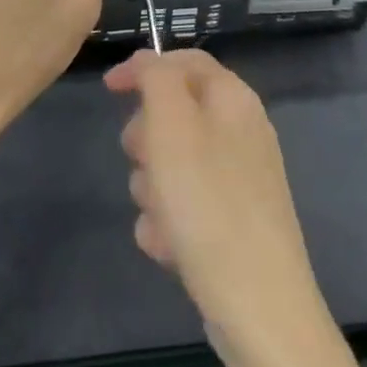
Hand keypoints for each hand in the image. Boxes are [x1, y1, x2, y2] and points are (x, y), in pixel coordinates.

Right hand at [106, 50, 331, 366]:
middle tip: (146, 164)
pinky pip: (181, 207)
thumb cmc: (209, 205)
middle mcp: (240, 131)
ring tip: (164, 218)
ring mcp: (237, 179)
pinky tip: (173, 249)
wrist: (258, 305)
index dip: (144, 67)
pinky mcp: (229, 221)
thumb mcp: (173, 127)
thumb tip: (149, 61)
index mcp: (233, 99)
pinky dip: (168, 223)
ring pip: (169, 165)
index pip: (185, 60)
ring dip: (153, 190)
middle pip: (172, 115)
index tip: (108, 89)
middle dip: (147, 141)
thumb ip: (157, 79)